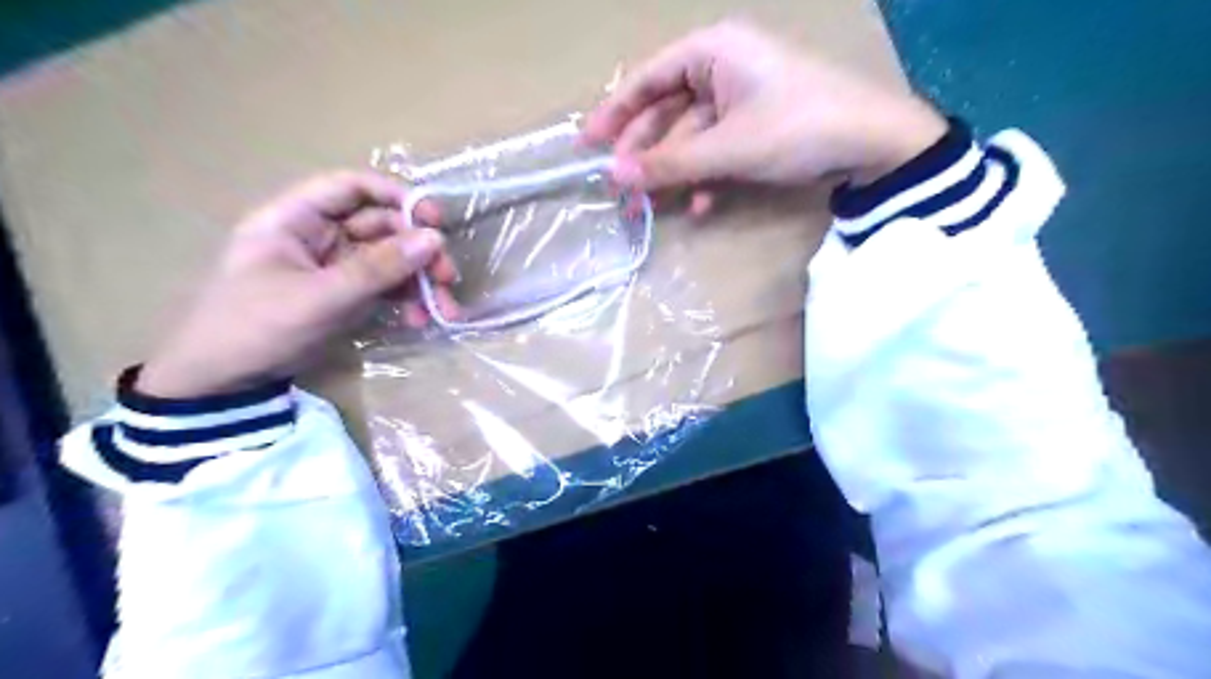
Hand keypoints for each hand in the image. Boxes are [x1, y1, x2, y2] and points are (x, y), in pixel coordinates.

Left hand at [136, 169, 459, 400]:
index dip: (394, 196)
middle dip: (418, 251)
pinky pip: (386, 287)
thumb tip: (435, 239)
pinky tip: (420, 320)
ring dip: (420, 281)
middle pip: (381, 227)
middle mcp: (319, 236)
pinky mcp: (346, 294)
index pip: (350, 187)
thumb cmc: (258, 327)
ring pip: (390, 259)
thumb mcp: (321, 297)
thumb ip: (379, 268)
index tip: (433, 220)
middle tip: (448, 276)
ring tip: (445, 309)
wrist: (225, 382)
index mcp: (296, 219)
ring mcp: (335, 267)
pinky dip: (407, 301)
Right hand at [581, 22, 950, 205]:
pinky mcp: (754, 124)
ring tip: (650, 207)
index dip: (614, 112)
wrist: (873, 143)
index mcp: (712, 51)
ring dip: (673, 172)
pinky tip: (697, 205)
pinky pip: (716, 148)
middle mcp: (722, 67)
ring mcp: (739, 97)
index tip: (586, 144)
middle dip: (644, 152)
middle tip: (619, 187)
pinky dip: (704, 175)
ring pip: (690, 135)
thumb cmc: (797, 127)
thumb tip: (615, 177)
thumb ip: (669, 163)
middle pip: (666, 110)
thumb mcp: (727, 148)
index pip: (648, 78)